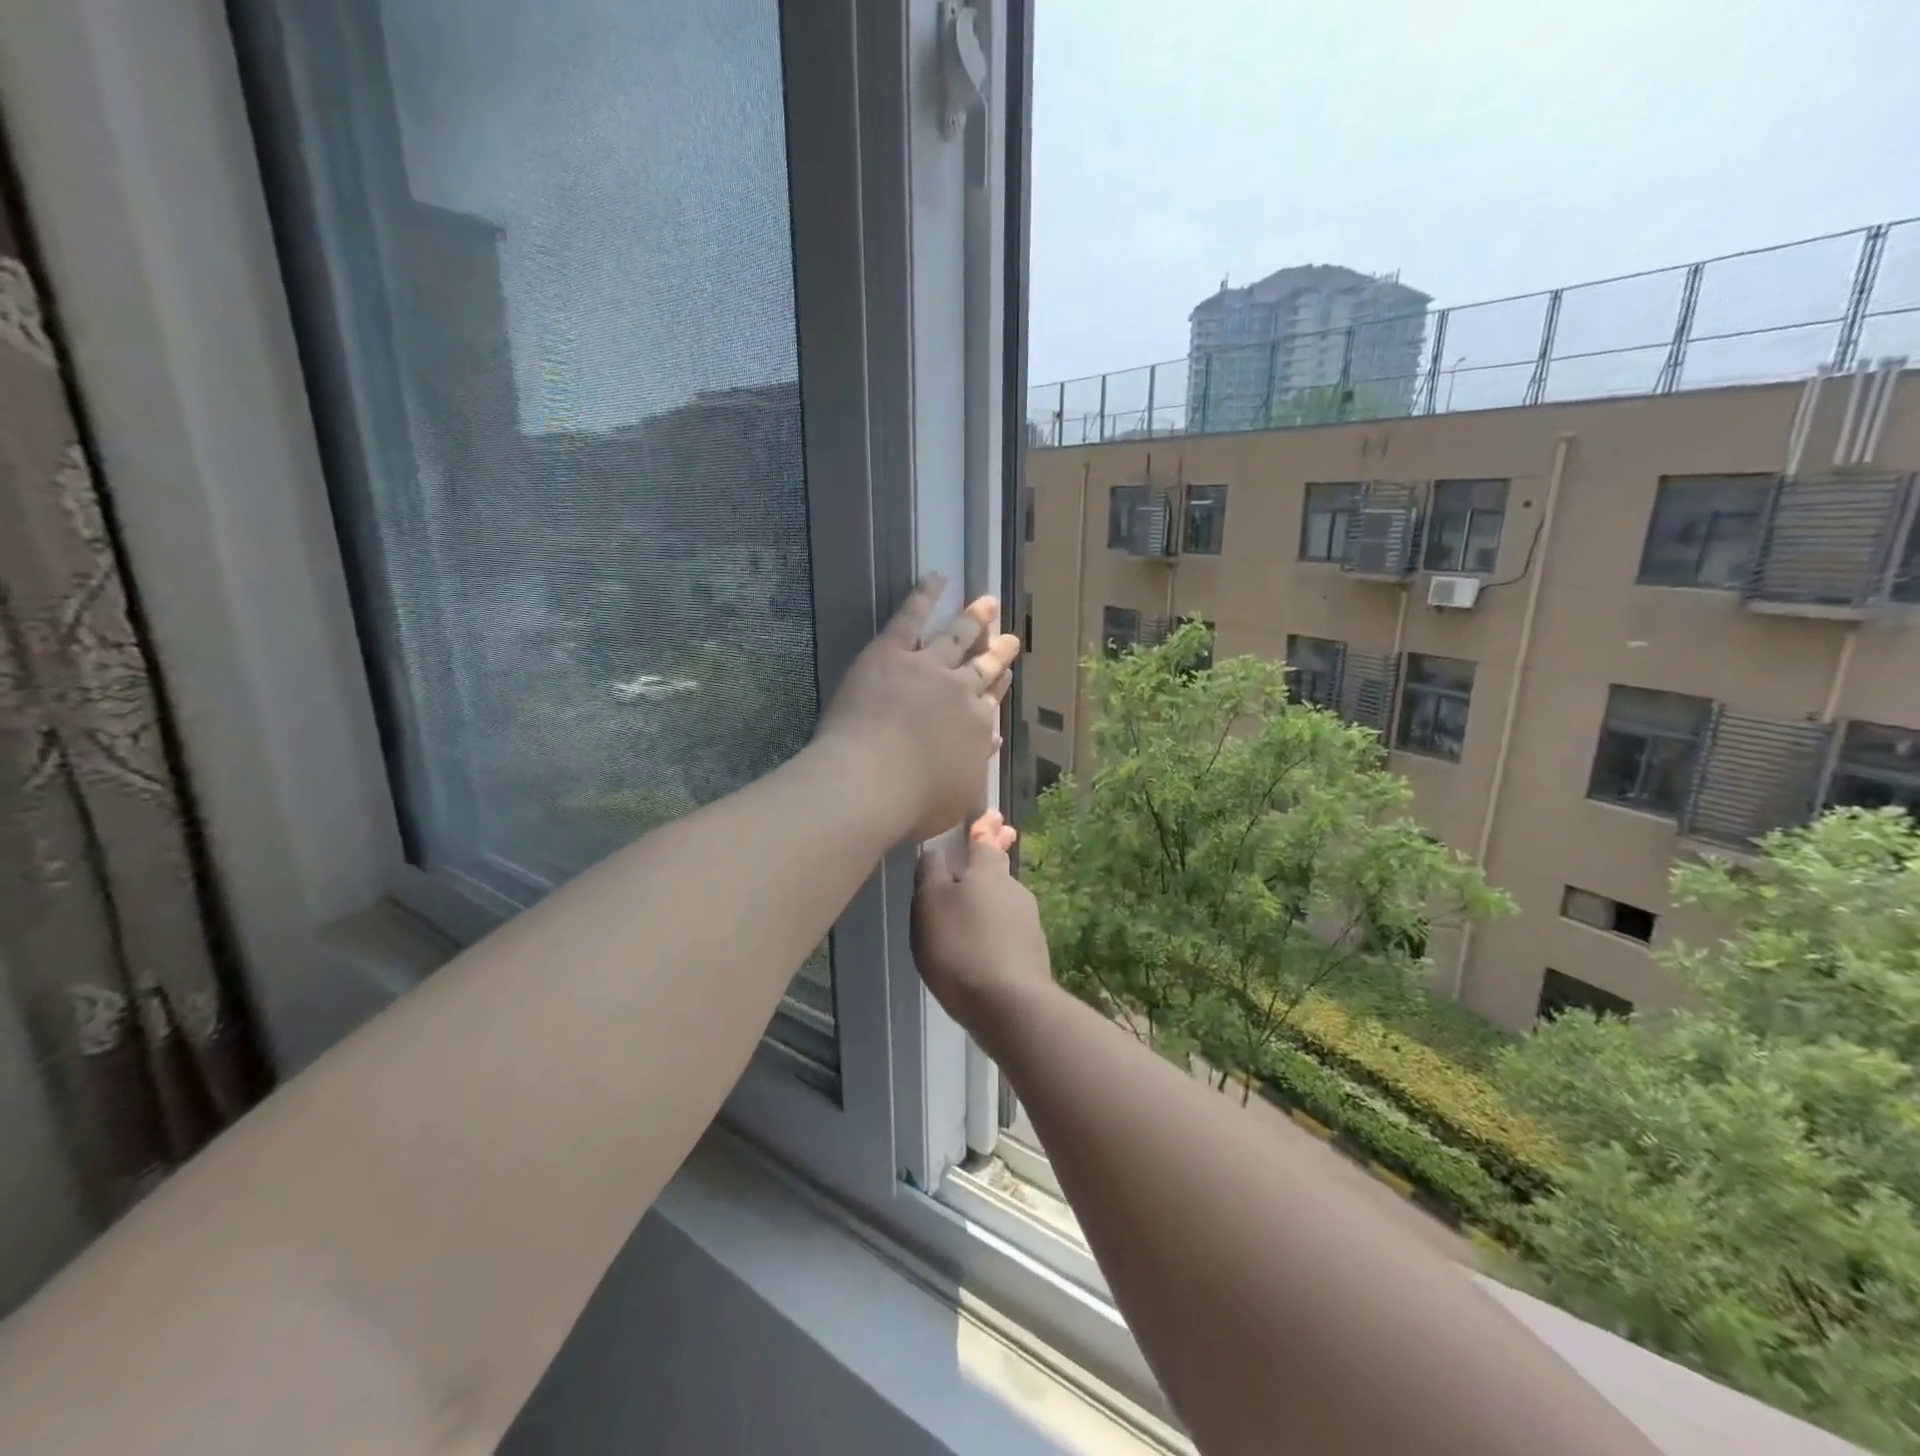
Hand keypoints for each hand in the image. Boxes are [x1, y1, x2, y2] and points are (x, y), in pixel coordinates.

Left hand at [816, 575, 1019, 842]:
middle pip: (981, 667)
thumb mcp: (959, 794)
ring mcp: (927, 668)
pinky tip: (937, 578)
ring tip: (987, 601)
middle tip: (1009, 636)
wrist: (871, 782)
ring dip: (973, 619)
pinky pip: (910, 618)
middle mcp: (959, 692)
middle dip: (997, 651)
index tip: (1006, 676)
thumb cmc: (915, 802)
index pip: (990, 702)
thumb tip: (992, 740)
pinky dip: (924, 596)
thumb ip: (976, 764)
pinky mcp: (891, 653)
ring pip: (956, 637)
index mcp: (976, 726)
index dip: (998, 687)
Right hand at [911, 811, 1055, 1045]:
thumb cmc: (961, 946)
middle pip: (998, 872)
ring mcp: (1029, 923)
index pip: (985, 840)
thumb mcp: (930, 905)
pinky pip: (1008, 933)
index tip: (992, 814)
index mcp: (988, 871)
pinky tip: (983, 950)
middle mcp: (1014, 890)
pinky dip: (996, 932)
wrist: (1009, 1005)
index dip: (984, 827)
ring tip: (972, 916)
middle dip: (990, 864)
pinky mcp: (1033, 954)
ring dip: (991, 903)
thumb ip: (931, 874)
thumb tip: (937, 852)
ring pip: (1005, 903)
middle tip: (983, 858)